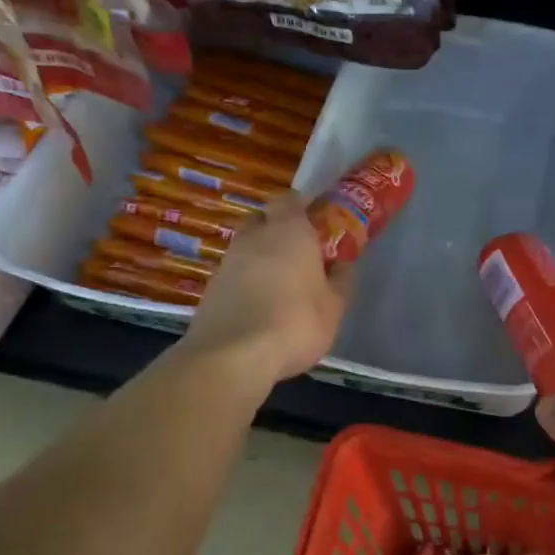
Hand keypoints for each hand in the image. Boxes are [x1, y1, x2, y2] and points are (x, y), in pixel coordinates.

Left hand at [182, 192, 352, 383]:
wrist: (233, 355)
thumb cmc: (296, 322)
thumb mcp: (335, 306)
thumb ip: (341, 280)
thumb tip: (343, 265)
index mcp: (289, 230)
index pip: (292, 199)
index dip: (306, 206)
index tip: (320, 222)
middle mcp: (254, 237)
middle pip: (264, 218)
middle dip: (280, 227)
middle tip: (301, 250)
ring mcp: (228, 261)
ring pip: (247, 246)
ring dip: (262, 256)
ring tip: (282, 282)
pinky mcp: (212, 287)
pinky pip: (235, 273)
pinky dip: (248, 280)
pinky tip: (261, 304)